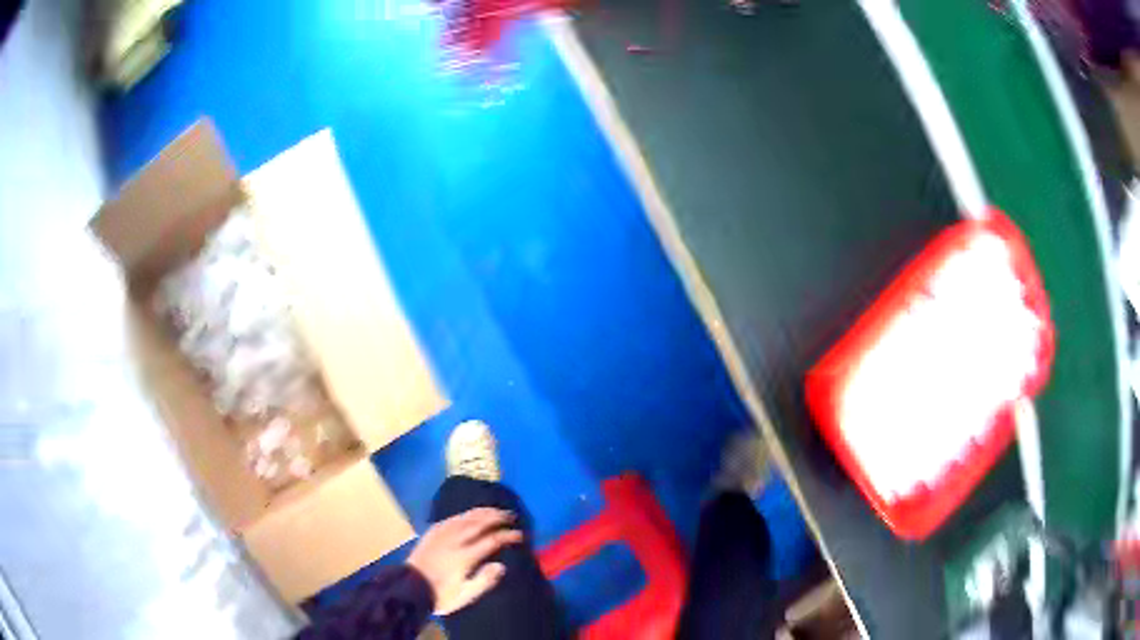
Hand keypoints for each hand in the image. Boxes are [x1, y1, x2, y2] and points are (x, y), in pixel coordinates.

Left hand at [407, 508, 523, 614]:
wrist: (409, 588)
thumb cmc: (440, 595)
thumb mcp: (464, 595)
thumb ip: (484, 581)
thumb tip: (501, 565)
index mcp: (464, 556)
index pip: (492, 540)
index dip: (507, 536)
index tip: (520, 535)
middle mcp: (454, 540)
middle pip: (479, 523)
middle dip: (497, 518)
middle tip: (511, 516)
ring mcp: (441, 535)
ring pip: (464, 518)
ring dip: (482, 512)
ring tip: (495, 510)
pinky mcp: (431, 533)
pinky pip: (450, 519)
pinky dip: (464, 515)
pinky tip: (469, 515)